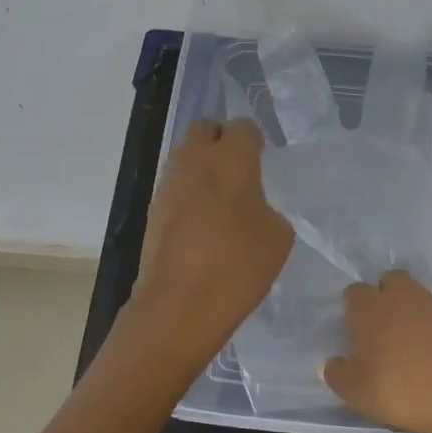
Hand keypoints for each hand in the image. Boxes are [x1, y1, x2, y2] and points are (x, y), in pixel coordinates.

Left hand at [132, 118, 293, 366]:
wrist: (179, 305)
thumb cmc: (238, 265)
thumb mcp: (278, 236)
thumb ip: (268, 209)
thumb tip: (253, 208)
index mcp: (231, 158)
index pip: (243, 127)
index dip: (255, 141)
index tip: (264, 160)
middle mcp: (195, 160)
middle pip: (205, 129)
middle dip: (222, 140)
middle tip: (240, 170)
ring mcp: (168, 184)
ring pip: (186, 156)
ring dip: (202, 167)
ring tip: (222, 199)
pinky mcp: (152, 209)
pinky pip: (175, 186)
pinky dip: (189, 194)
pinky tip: (203, 224)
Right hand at [321, 270, 431, 432]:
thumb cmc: (399, 390)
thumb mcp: (355, 392)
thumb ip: (338, 374)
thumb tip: (332, 363)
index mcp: (372, 308)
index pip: (355, 292)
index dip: (353, 308)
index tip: (353, 333)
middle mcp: (402, 299)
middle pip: (390, 281)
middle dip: (385, 297)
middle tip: (380, 331)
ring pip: (416, 300)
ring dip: (409, 316)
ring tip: (406, 352)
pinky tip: (431, 364)